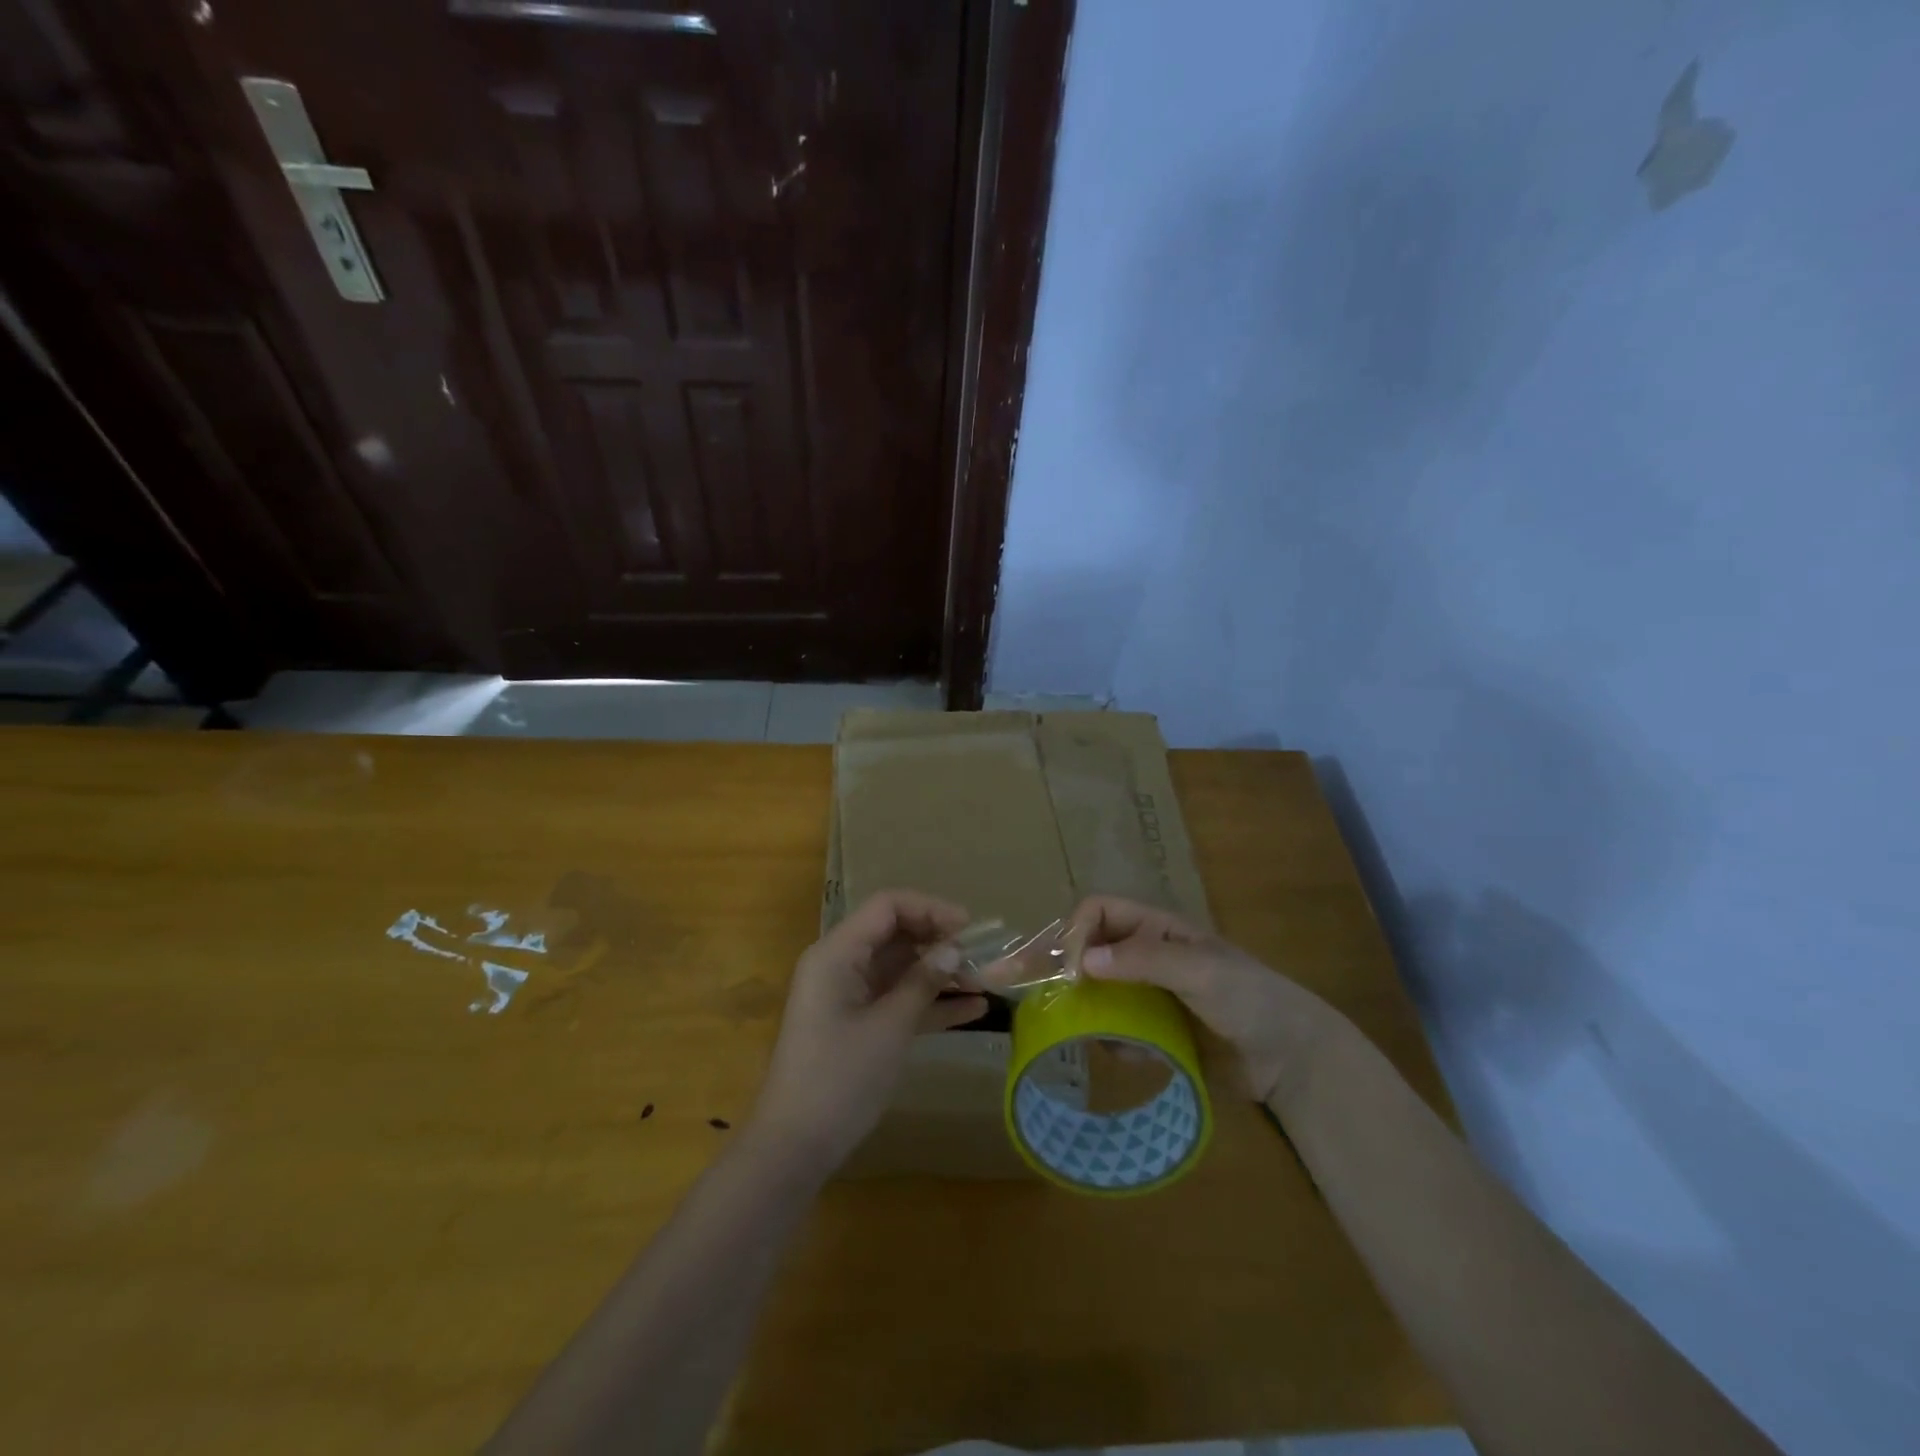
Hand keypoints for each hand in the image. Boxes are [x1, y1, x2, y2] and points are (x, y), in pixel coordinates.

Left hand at [750, 890, 986, 1172]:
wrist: (795, 1146)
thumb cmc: (840, 1078)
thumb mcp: (889, 1027)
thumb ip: (923, 983)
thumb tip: (954, 949)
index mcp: (837, 953)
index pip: (887, 907)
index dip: (930, 909)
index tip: (969, 927)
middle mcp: (841, 964)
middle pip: (895, 934)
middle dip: (939, 942)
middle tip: (982, 957)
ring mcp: (849, 995)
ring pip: (900, 968)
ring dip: (940, 973)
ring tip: (986, 982)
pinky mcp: (858, 1024)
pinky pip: (898, 1000)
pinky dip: (930, 1002)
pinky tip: (973, 1011)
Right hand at [1070, 895, 1338, 1104]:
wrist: (1291, 1058)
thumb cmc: (1249, 997)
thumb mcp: (1200, 969)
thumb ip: (1144, 961)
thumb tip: (1082, 962)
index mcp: (1154, 927)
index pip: (1097, 912)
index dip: (1076, 933)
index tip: (1069, 971)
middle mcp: (1142, 955)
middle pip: (1085, 949)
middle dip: (1054, 964)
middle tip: (1012, 980)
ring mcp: (1145, 995)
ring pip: (1093, 992)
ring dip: (1083, 1008)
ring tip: (1074, 1028)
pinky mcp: (1152, 1032)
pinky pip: (1114, 1030)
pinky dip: (1113, 1041)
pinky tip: (1133, 1054)